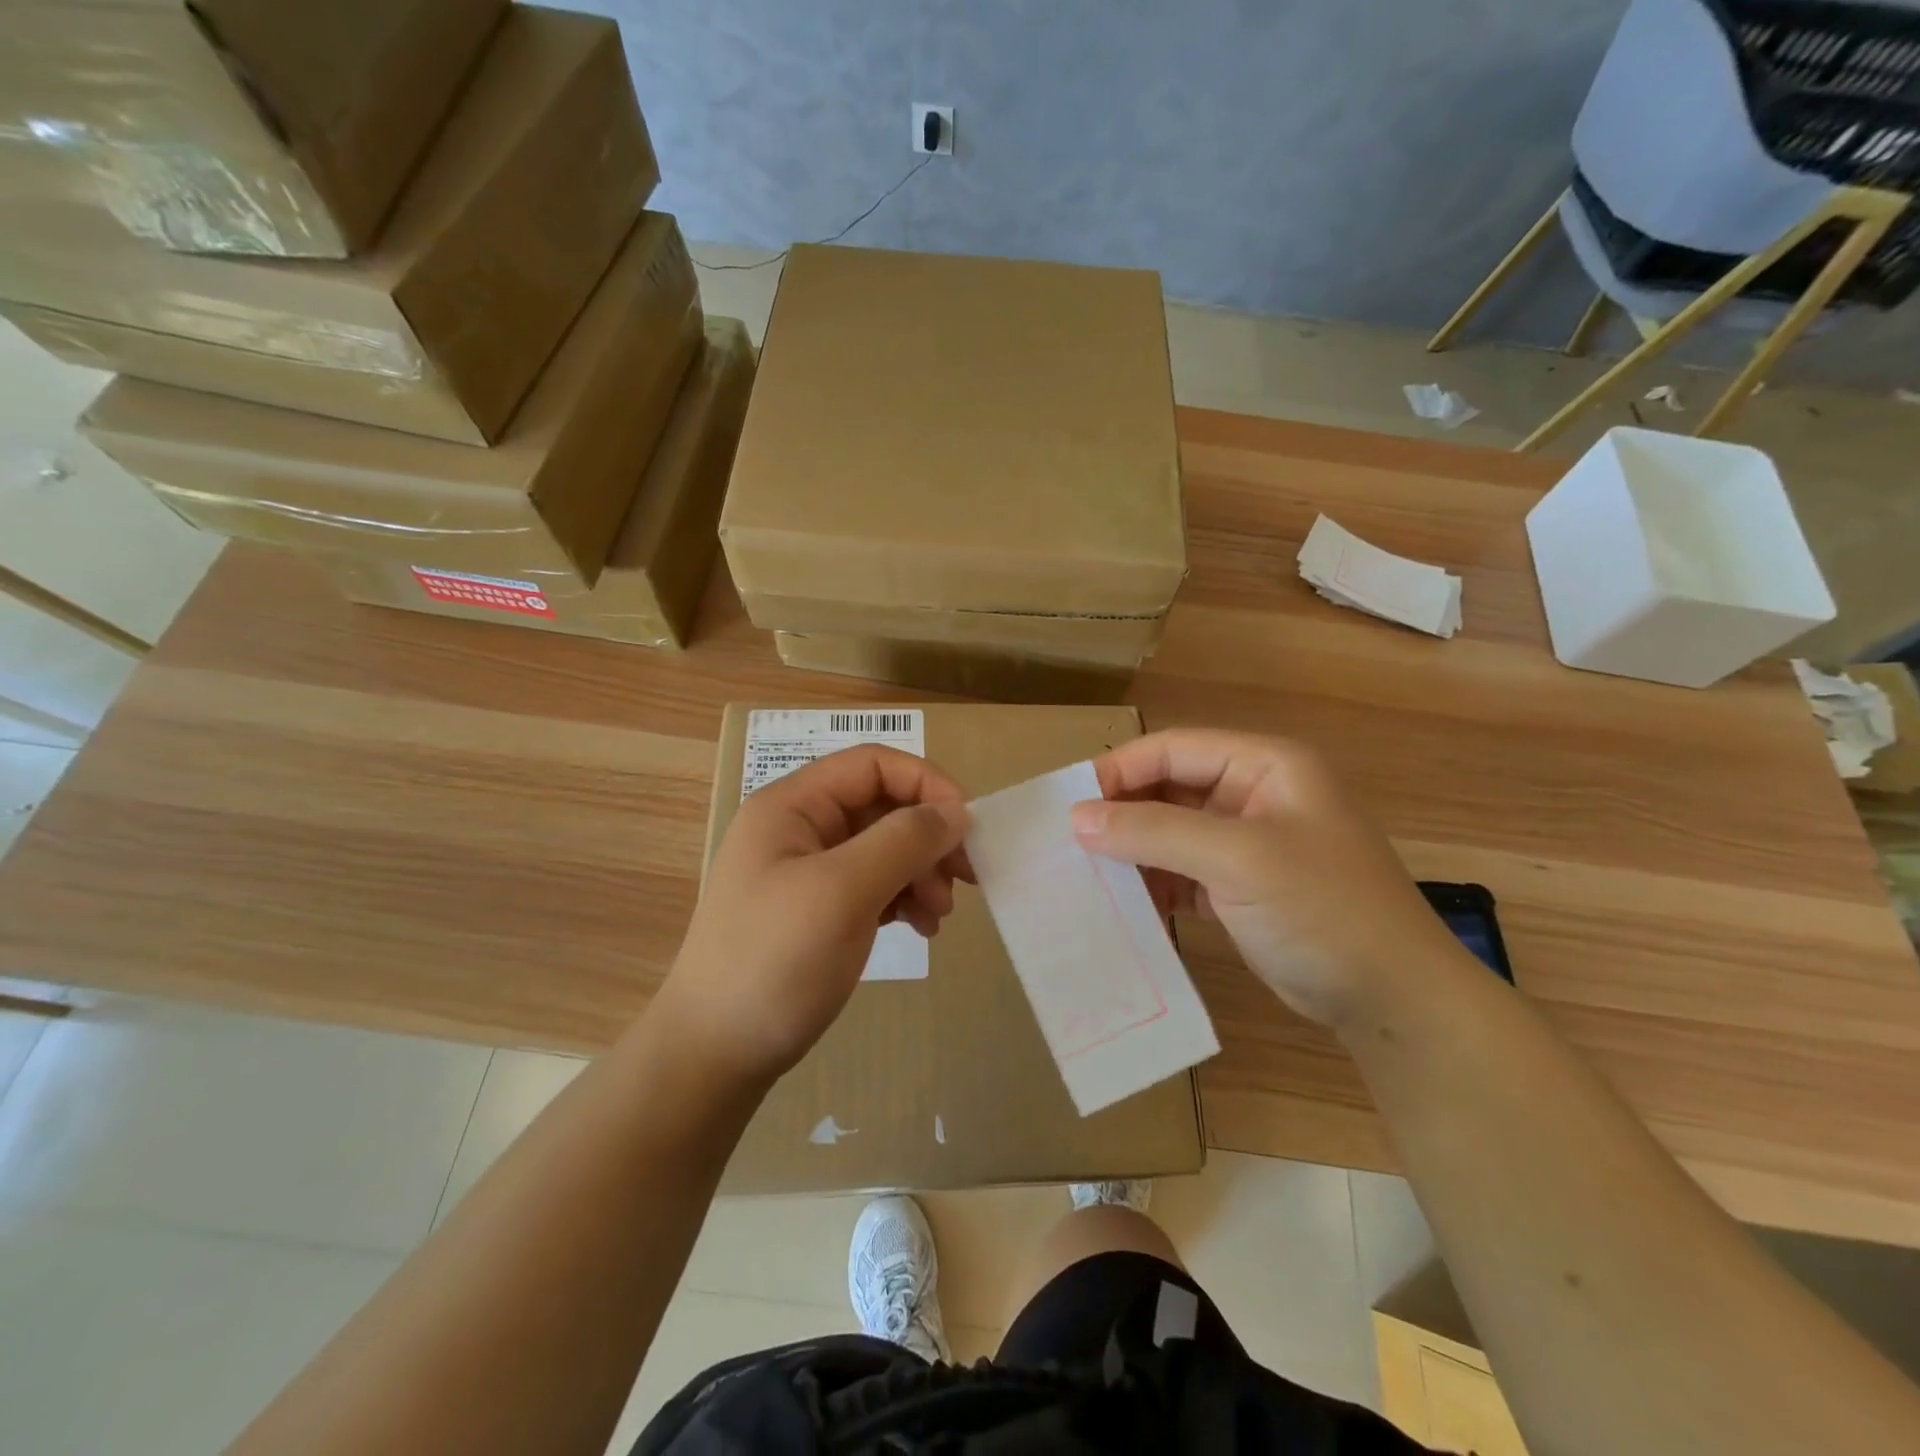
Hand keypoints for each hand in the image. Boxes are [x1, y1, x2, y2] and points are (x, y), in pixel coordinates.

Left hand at [662, 745, 971, 1085]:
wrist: (716, 1054)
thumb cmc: (774, 961)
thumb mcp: (842, 892)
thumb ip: (902, 841)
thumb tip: (955, 811)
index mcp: (793, 805)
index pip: (872, 764)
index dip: (925, 783)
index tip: (966, 826)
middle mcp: (801, 828)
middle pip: (883, 806)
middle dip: (928, 837)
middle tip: (965, 878)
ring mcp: (808, 870)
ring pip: (885, 847)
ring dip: (921, 872)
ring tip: (939, 915)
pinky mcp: (819, 909)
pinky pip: (876, 884)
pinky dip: (905, 898)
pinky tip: (921, 928)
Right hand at [1070, 729, 1462, 1026]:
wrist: (1394, 1001)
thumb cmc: (1323, 910)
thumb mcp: (1238, 860)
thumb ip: (1155, 832)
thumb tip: (1078, 818)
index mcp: (1264, 765)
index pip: (1173, 748)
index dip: (1119, 771)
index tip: (1070, 806)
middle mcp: (1253, 794)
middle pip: (1169, 787)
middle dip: (1123, 814)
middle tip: (1070, 843)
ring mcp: (1247, 842)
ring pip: (1171, 831)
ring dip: (1134, 851)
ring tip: (1089, 875)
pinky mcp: (1240, 885)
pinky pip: (1182, 870)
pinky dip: (1154, 883)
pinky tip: (1127, 905)